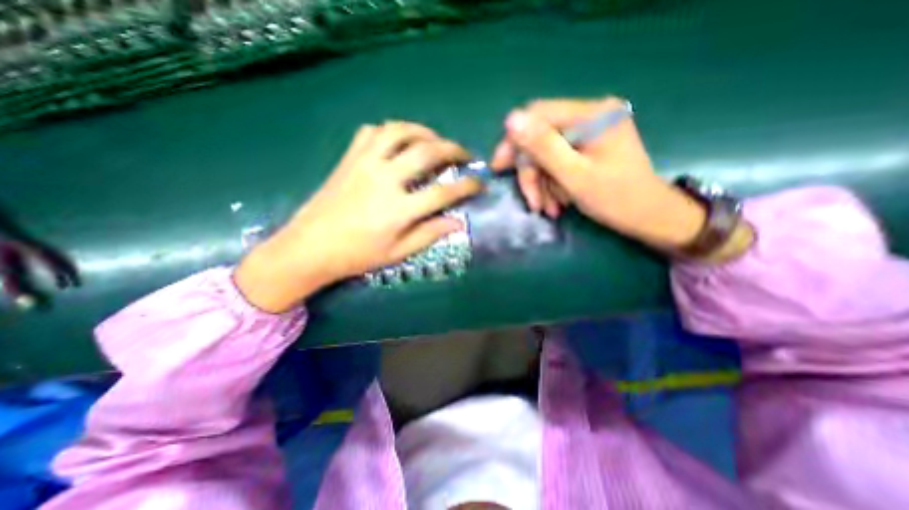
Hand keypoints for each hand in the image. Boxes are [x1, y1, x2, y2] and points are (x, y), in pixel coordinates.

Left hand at [234, 122, 481, 312]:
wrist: (309, 247)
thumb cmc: (356, 256)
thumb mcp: (397, 253)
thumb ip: (429, 235)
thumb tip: (458, 223)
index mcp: (399, 209)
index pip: (443, 192)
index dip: (467, 186)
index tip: (480, 184)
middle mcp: (385, 179)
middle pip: (427, 152)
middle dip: (453, 149)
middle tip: (465, 154)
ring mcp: (365, 164)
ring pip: (400, 132)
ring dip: (424, 131)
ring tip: (436, 140)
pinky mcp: (349, 158)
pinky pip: (372, 132)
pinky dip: (391, 130)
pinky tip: (400, 140)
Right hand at [495, 95, 705, 247]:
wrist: (648, 216)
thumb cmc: (616, 199)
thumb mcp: (575, 176)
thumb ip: (543, 147)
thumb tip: (510, 120)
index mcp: (593, 114)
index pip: (538, 115)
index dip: (514, 141)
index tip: (499, 168)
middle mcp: (591, 115)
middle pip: (541, 138)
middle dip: (532, 173)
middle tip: (532, 201)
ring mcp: (590, 131)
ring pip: (546, 154)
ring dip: (542, 184)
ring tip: (548, 208)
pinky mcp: (588, 146)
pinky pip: (558, 162)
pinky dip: (552, 184)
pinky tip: (557, 202)